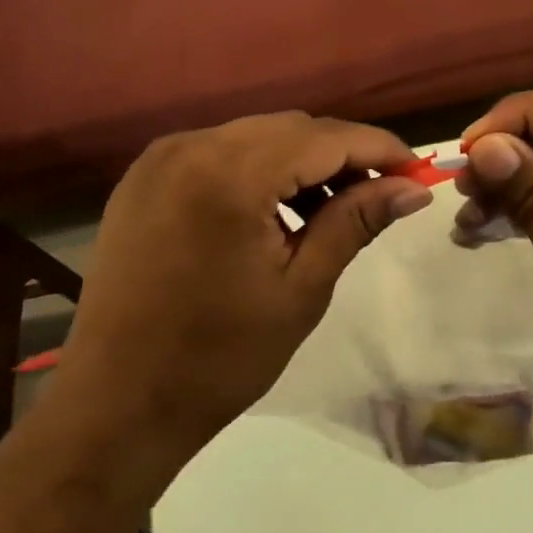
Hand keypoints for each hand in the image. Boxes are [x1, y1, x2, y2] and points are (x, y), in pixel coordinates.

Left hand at [66, 111, 432, 459]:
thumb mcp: (301, 288)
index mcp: (229, 175)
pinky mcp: (143, 178)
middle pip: (289, 128)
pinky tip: (276, 210)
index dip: (378, 148)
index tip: (417, 170)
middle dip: (341, 154)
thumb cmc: (219, 358)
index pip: (324, 137)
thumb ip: (356, 222)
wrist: (116, 404)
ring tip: (331, 209)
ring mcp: (159, 159)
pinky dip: (257, 170)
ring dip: (300, 161)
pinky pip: (217, 154)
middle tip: (380, 194)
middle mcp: (190, 147)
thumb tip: (413, 188)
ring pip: (254, 137)